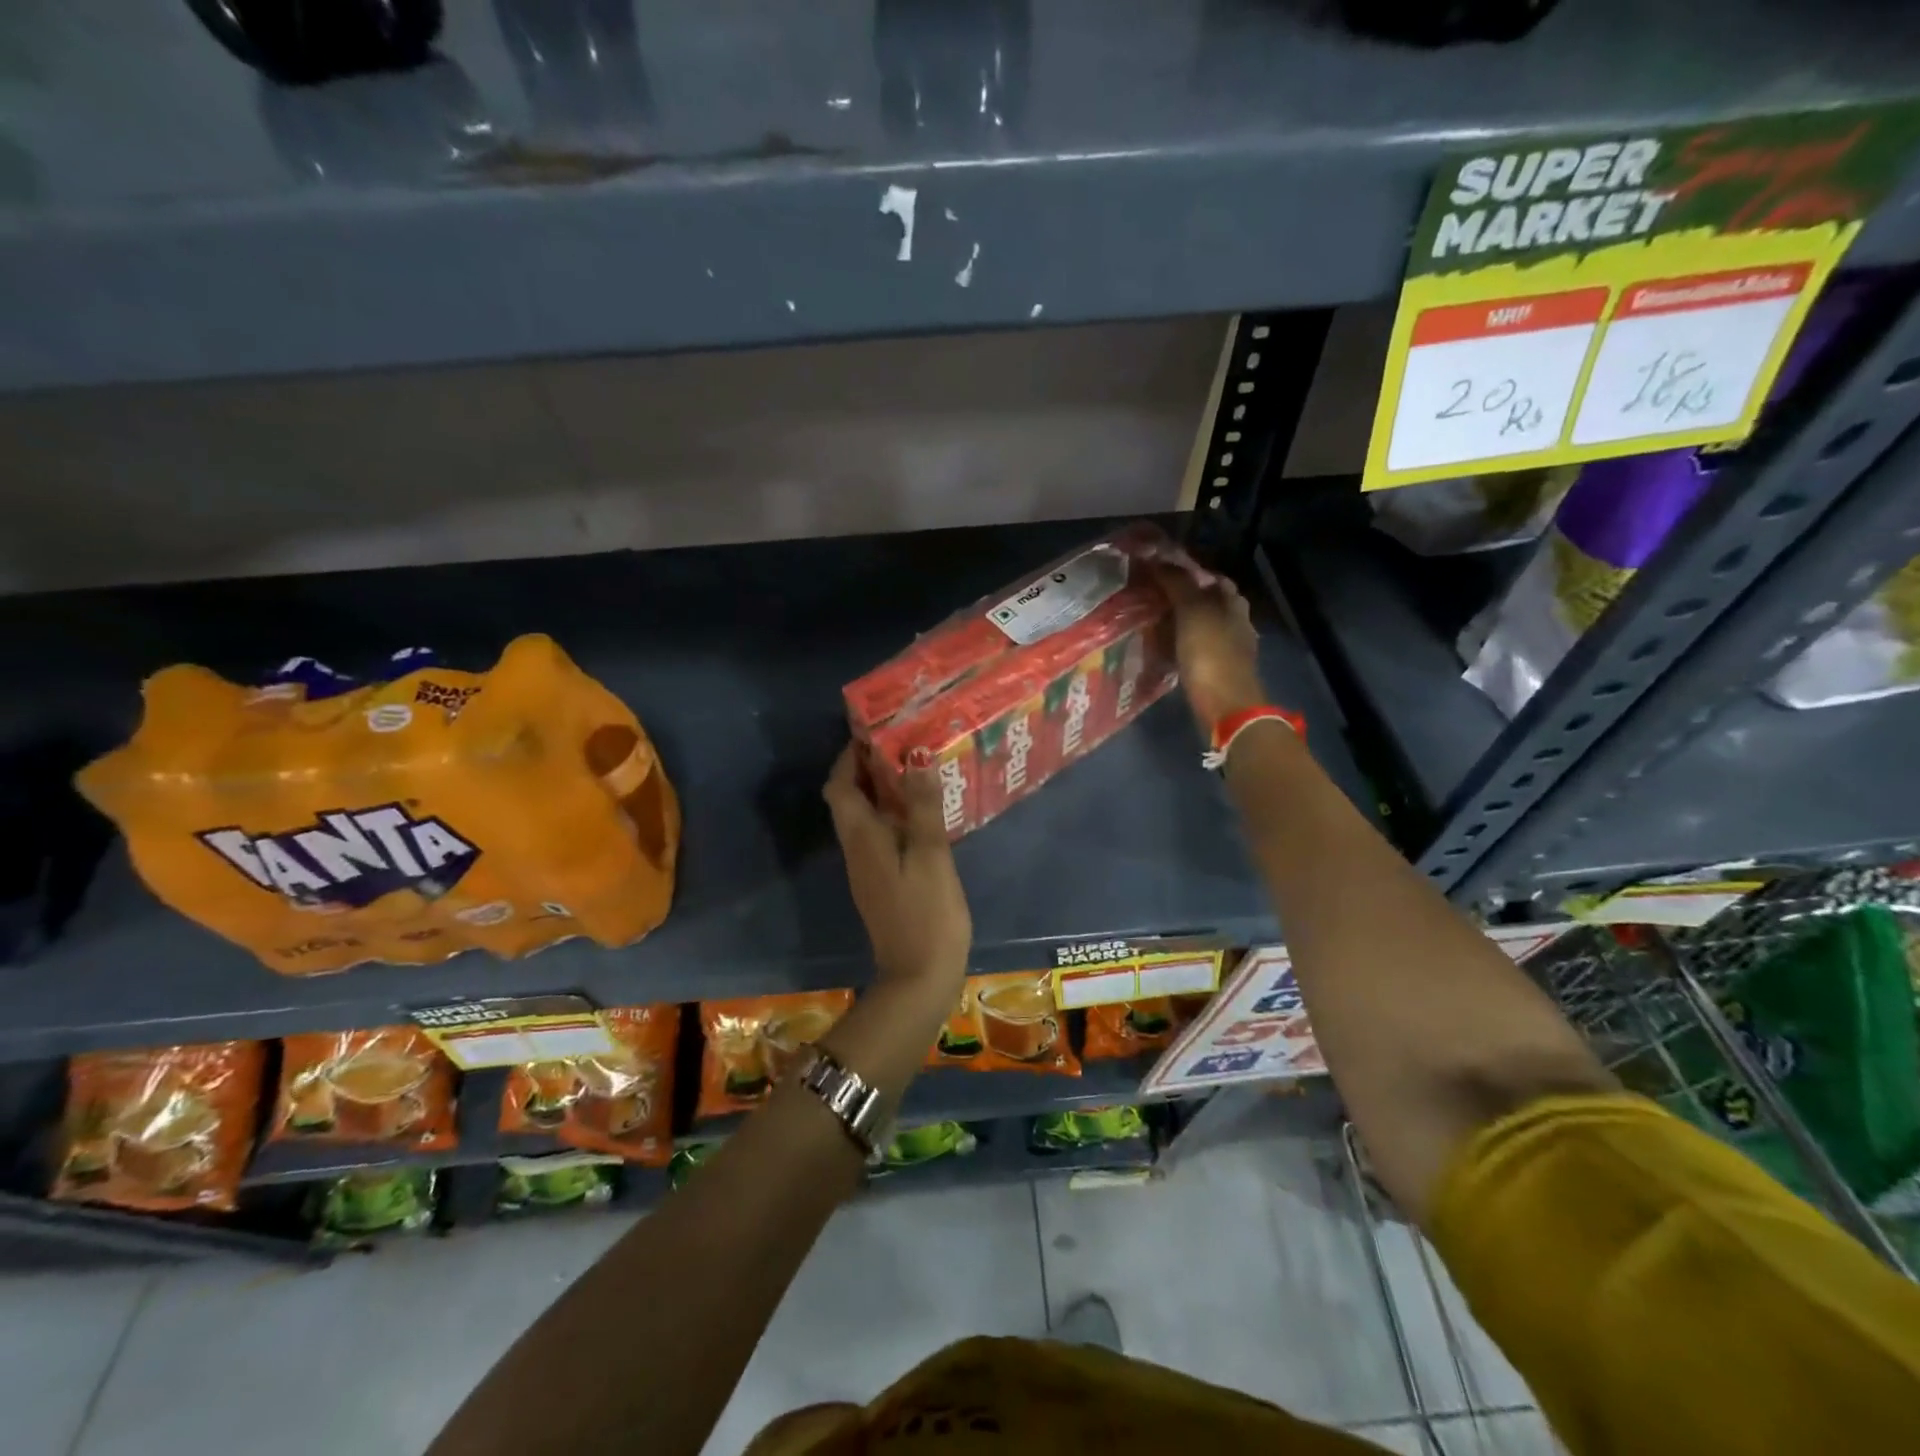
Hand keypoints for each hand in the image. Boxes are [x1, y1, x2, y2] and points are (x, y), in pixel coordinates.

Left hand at [823, 742, 971, 996]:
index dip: (850, 757)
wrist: (919, 976)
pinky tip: (923, 812)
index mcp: (862, 837)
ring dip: (882, 791)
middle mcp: (857, 848)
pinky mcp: (883, 882)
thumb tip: (915, 756)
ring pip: (865, 817)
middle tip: (902, 744)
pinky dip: (894, 815)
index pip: (841, 785)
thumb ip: (922, 805)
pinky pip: (880, 835)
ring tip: (916, 768)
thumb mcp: (930, 854)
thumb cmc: (926, 912)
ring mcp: (868, 868)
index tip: (874, 732)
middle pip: (850, 799)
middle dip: (868, 768)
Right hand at [1152, 560, 1264, 732]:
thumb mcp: (1192, 612)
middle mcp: (1236, 620)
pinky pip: (1196, 648)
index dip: (1185, 572)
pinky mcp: (1218, 671)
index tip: (1156, 573)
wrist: (1227, 706)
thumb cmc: (1211, 654)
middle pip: (1206, 601)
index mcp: (1232, 602)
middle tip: (1148, 598)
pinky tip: (1163, 649)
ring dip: (1179, 622)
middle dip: (1180, 597)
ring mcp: (1229, 648)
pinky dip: (1180, 644)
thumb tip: (1157, 558)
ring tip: (1149, 622)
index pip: (1209, 576)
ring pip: (1201, 626)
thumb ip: (1177, 583)